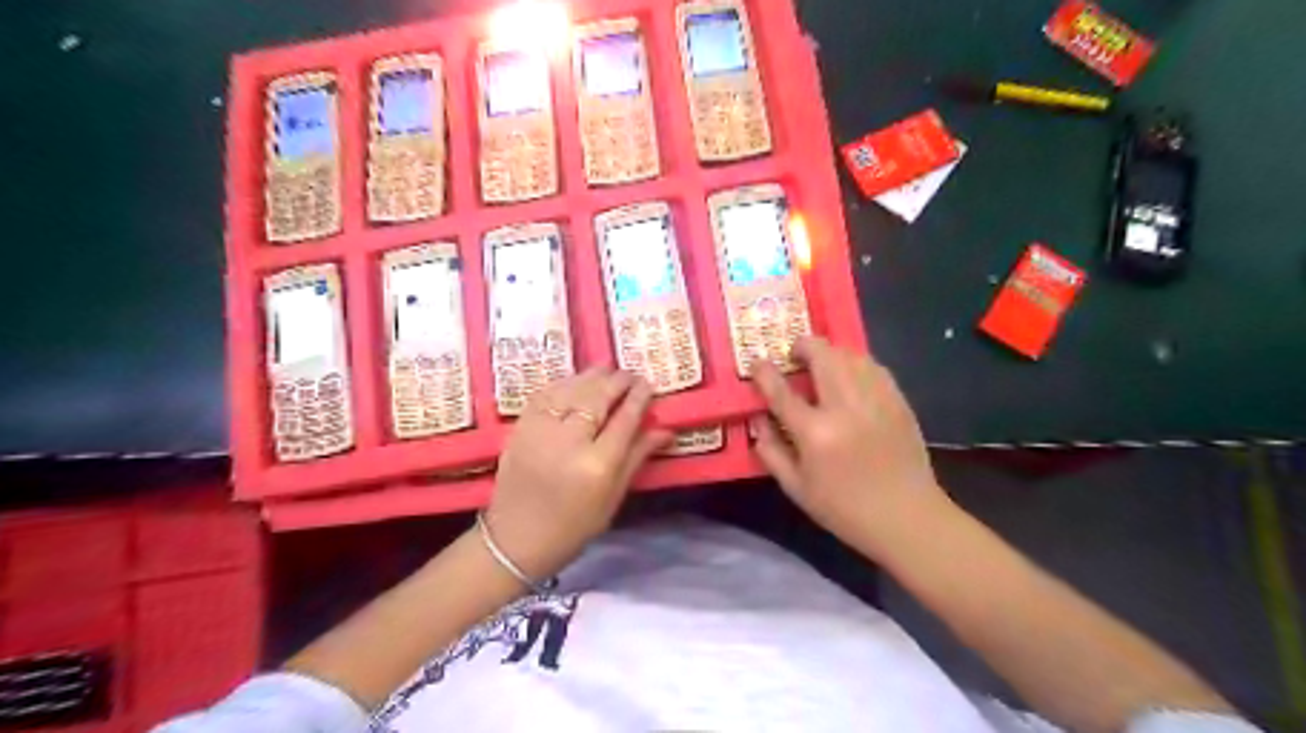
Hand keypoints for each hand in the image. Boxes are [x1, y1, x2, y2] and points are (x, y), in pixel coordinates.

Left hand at [488, 371, 672, 586]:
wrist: (515, 540)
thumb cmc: (573, 526)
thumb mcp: (613, 497)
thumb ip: (637, 457)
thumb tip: (666, 430)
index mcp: (597, 465)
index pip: (625, 419)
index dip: (639, 397)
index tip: (649, 384)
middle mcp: (569, 442)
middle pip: (598, 397)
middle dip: (618, 381)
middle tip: (630, 375)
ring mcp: (540, 431)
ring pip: (571, 389)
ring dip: (592, 377)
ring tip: (607, 372)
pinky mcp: (519, 428)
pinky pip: (545, 394)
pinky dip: (564, 383)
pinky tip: (575, 382)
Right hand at [746, 338, 949, 554]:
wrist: (908, 518)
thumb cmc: (845, 509)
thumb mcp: (796, 488)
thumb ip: (771, 451)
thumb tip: (757, 420)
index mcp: (816, 433)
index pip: (782, 391)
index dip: (765, 372)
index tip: (757, 363)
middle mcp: (846, 407)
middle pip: (823, 356)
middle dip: (804, 346)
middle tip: (794, 354)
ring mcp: (876, 400)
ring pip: (851, 355)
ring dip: (831, 352)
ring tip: (822, 363)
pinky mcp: (898, 402)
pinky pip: (874, 367)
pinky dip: (856, 363)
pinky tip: (851, 375)